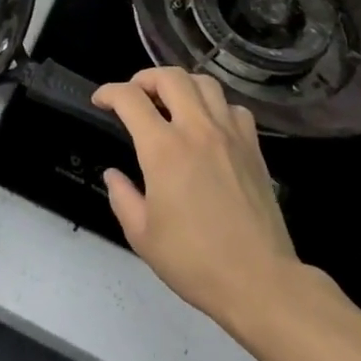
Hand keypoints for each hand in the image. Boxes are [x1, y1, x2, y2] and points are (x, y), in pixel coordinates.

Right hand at [94, 68, 305, 341]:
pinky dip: (215, 106)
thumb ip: (122, 197)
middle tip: (134, 95)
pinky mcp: (254, 149)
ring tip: (170, 103)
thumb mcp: (141, 235)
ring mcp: (231, 136)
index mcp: (163, 149)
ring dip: (181, 85)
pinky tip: (207, 125)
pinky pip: (234, 108)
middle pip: (170, 77)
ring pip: (205, 84)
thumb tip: (114, 176)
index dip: (108, 92)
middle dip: (144, 78)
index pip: (130, 99)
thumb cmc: (194, 261)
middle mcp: (197, 131)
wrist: (260, 282)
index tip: (100, 101)